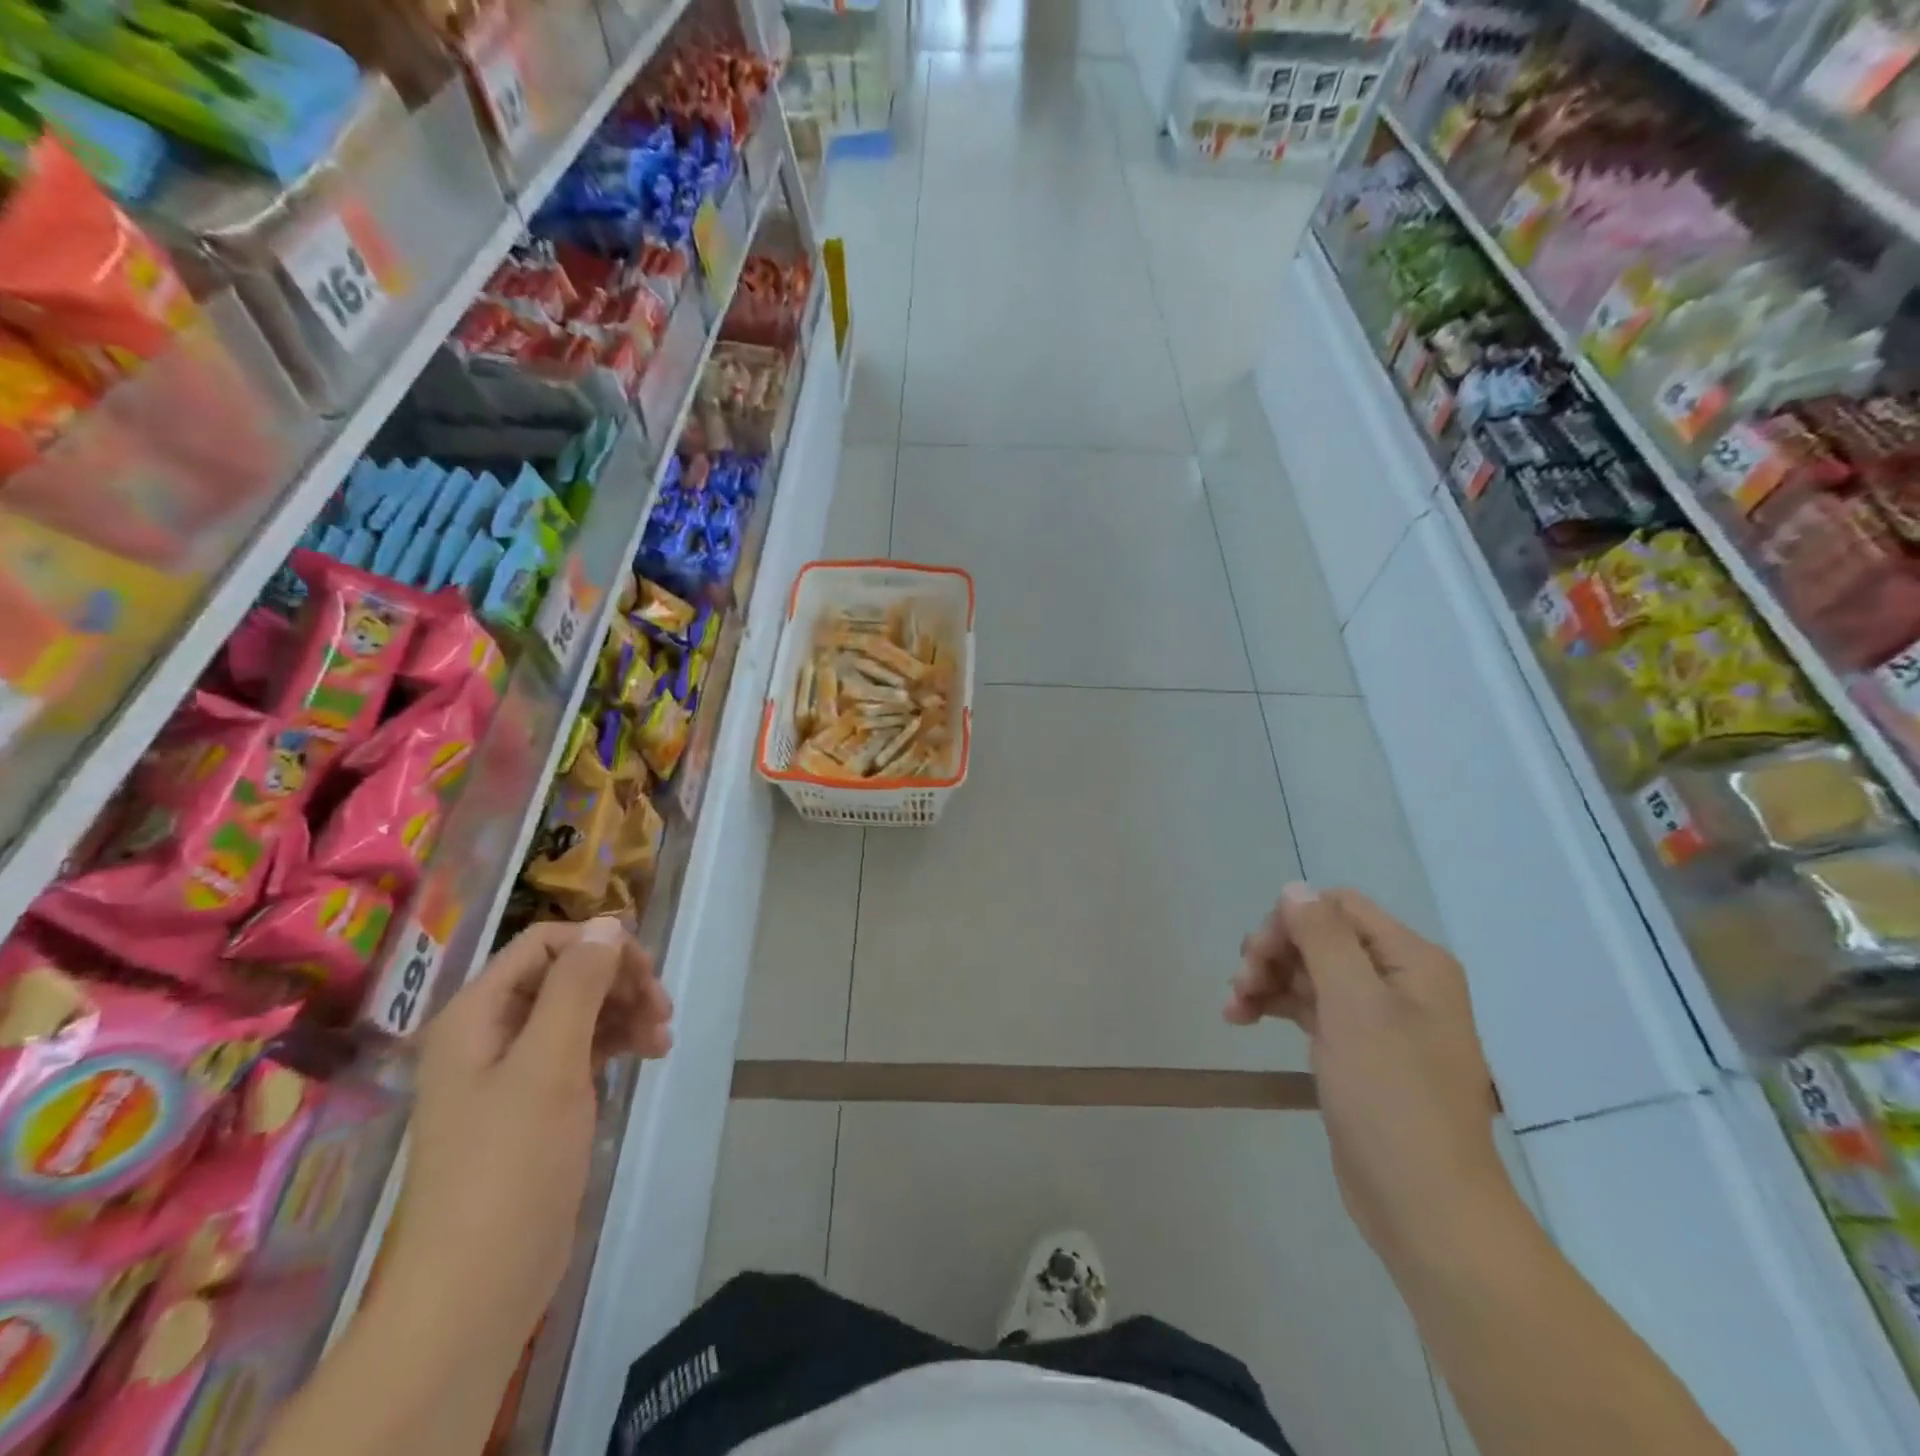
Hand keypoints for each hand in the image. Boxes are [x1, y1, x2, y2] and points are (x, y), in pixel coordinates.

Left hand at [385, 917, 672, 1344]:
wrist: (478, 1286)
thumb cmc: (510, 1165)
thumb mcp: (549, 1063)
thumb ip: (577, 986)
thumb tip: (608, 923)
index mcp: (476, 1014)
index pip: (544, 944)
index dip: (597, 945)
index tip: (646, 971)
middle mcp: (490, 1032)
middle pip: (565, 974)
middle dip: (618, 981)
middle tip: (663, 1008)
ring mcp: (511, 1070)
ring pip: (579, 1009)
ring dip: (624, 1011)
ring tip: (662, 1038)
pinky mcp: (535, 1102)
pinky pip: (580, 1048)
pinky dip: (616, 1042)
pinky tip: (648, 1055)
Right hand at [1227, 884, 1505, 1265]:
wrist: (1425, 1207)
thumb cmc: (1392, 1098)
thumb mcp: (1355, 1006)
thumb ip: (1323, 938)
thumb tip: (1294, 888)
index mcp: (1412, 961)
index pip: (1339, 908)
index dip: (1292, 920)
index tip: (1257, 954)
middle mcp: (1400, 981)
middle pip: (1321, 937)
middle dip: (1273, 953)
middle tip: (1241, 984)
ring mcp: (1380, 1019)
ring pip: (1310, 972)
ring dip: (1267, 980)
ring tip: (1233, 1008)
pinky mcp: (1359, 1052)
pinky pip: (1312, 1009)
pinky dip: (1276, 1006)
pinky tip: (1242, 1019)